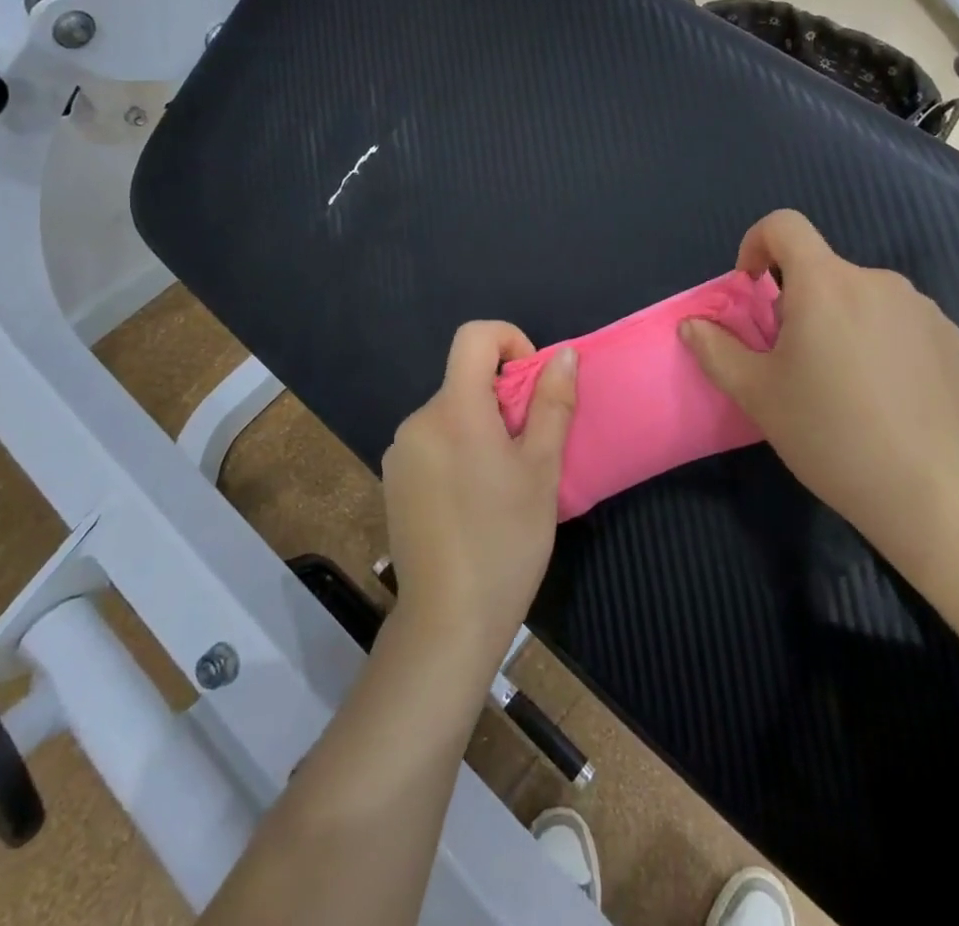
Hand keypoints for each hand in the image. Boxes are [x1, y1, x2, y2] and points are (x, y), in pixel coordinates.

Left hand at [382, 322, 577, 670]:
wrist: (448, 621)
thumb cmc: (506, 540)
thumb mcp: (542, 469)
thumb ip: (553, 404)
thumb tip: (564, 354)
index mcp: (454, 409)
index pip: (474, 336)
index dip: (509, 340)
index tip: (531, 383)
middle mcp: (418, 420)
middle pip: (464, 379)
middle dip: (502, 398)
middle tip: (530, 449)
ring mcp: (400, 452)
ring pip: (451, 414)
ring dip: (481, 427)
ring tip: (504, 482)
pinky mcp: (394, 480)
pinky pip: (433, 442)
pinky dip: (459, 449)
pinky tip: (475, 500)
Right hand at [680, 210, 958, 572]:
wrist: (934, 490)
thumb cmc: (831, 434)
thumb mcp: (757, 395)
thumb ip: (716, 350)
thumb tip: (692, 325)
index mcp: (825, 284)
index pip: (784, 225)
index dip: (757, 244)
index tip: (753, 289)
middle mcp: (875, 281)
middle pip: (821, 270)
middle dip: (798, 302)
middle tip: (794, 362)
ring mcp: (920, 307)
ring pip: (860, 298)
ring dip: (840, 321)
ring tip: (844, 384)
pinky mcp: (951, 337)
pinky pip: (898, 321)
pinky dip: (879, 340)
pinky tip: (886, 395)